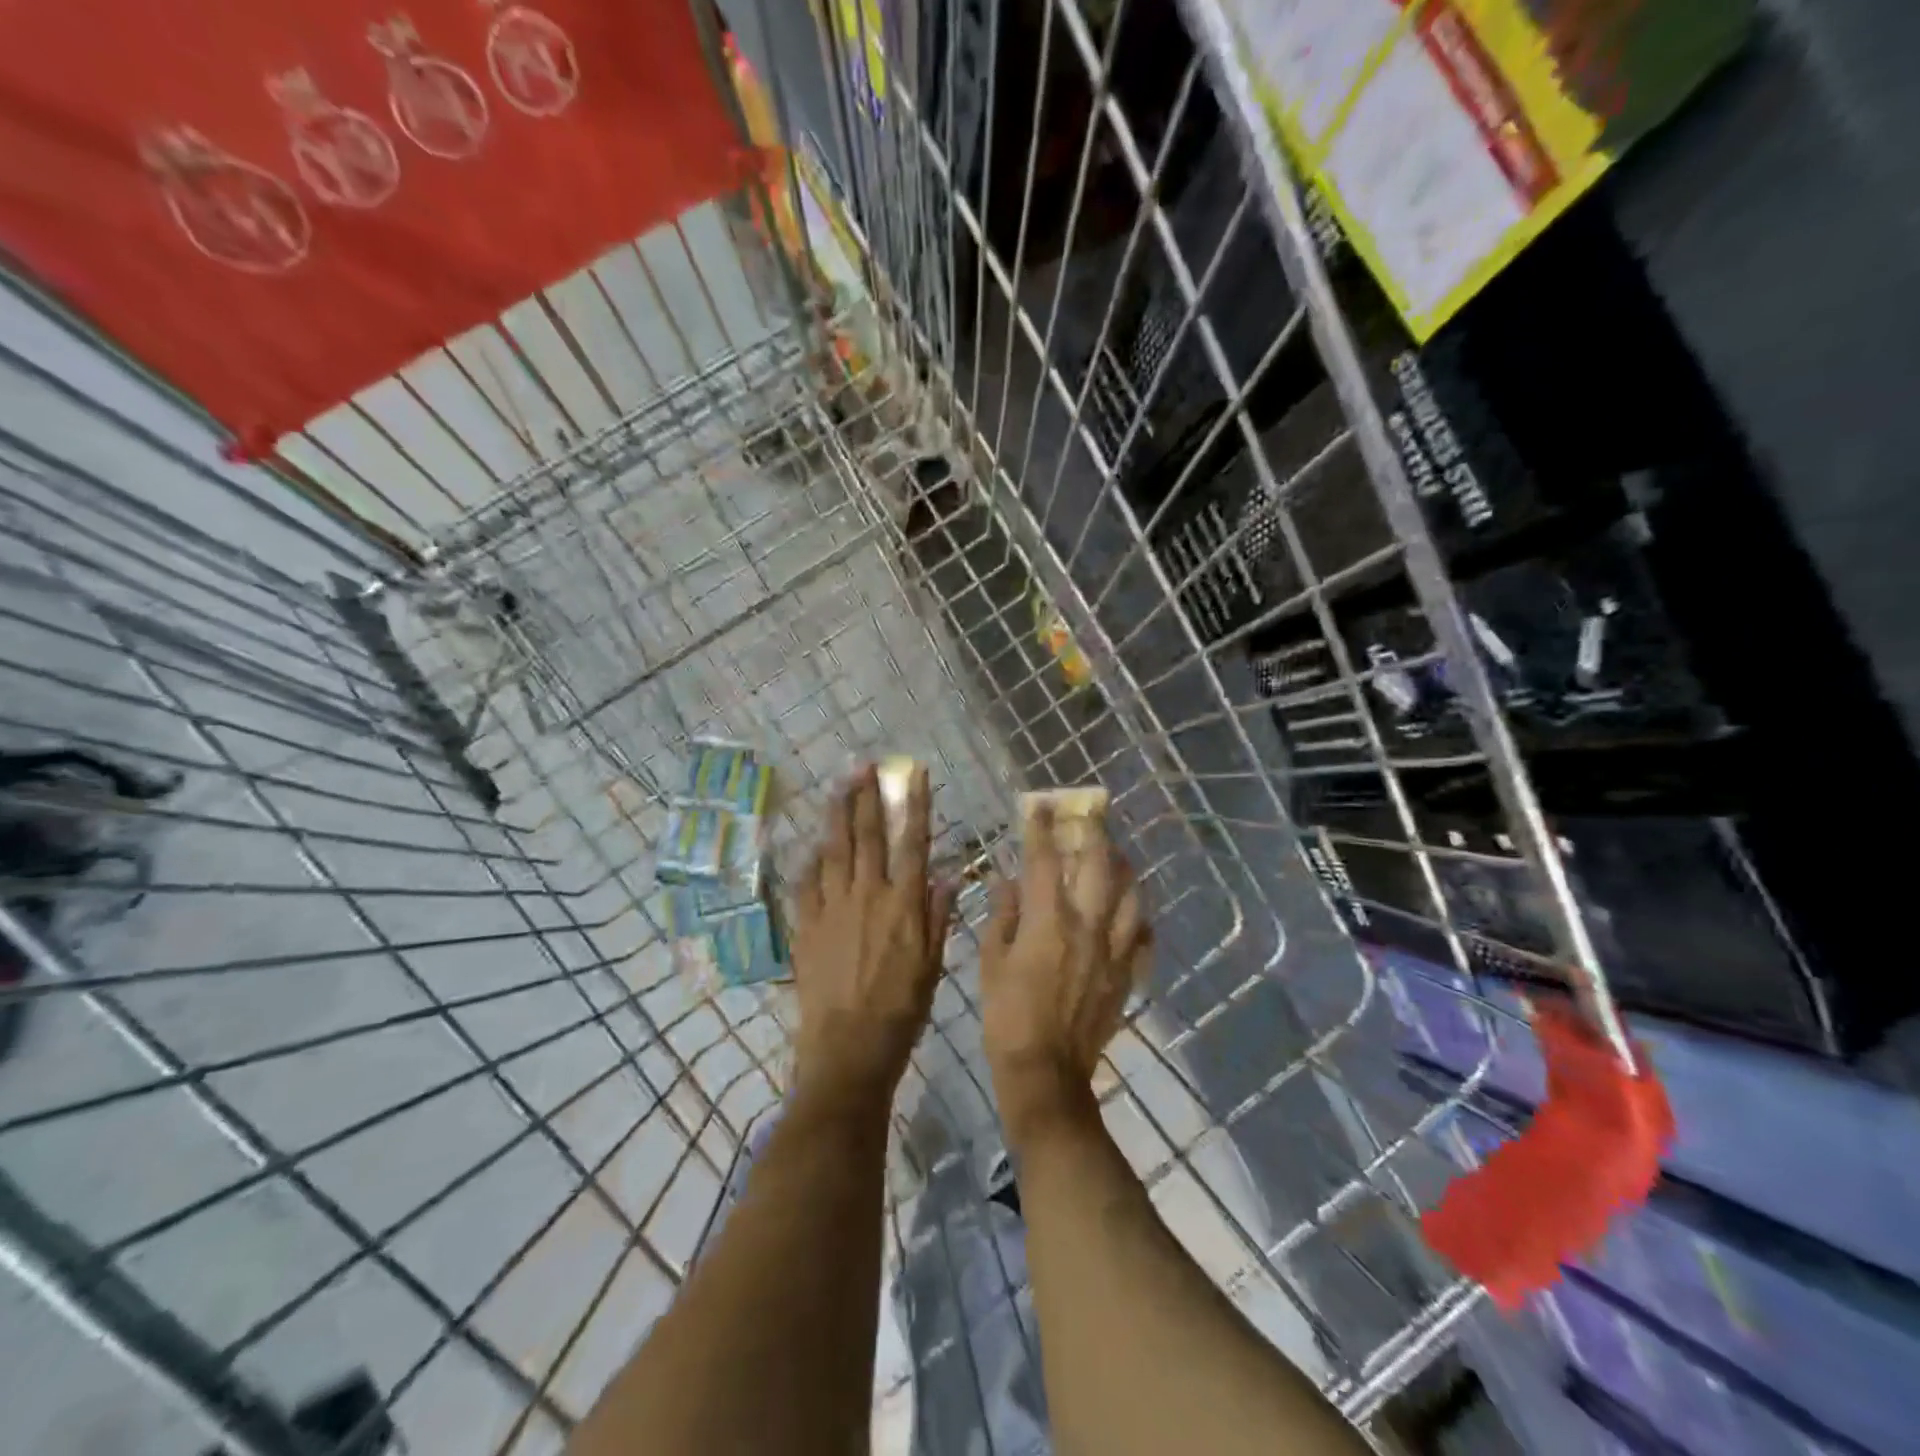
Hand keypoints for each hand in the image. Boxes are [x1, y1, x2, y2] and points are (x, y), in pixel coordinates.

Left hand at [790, 765, 956, 1108]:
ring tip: (838, 787)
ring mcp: (832, 908)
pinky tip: (813, 845)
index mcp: (903, 904)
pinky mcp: (806, 925)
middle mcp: (867, 896)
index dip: (914, 805)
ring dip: (837, 815)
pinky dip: (811, 860)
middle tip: (864, 766)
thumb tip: (948, 874)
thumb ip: (939, 916)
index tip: (914, 774)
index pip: (911, 842)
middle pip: (866, 836)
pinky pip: (807, 883)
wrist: (849, 1047)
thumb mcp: (933, 965)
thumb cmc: (901, 1009)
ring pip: (834, 850)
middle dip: (867, 797)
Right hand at [980, 805, 1149, 1143]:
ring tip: (1116, 856)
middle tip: (1090, 814)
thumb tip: (1007, 881)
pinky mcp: (1126, 975)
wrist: (1046, 1074)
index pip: (1043, 861)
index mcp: (1048, 921)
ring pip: (1131, 896)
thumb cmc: (1007, 1016)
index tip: (1037, 805)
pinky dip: (1139, 918)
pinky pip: (1142, 937)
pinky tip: (1132, 912)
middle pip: (1098, 867)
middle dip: (1093, 834)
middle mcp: (1087, 927)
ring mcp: (1113, 951)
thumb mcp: (990, 962)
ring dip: (1124, 869)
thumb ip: (1002, 916)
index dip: (1039, 829)